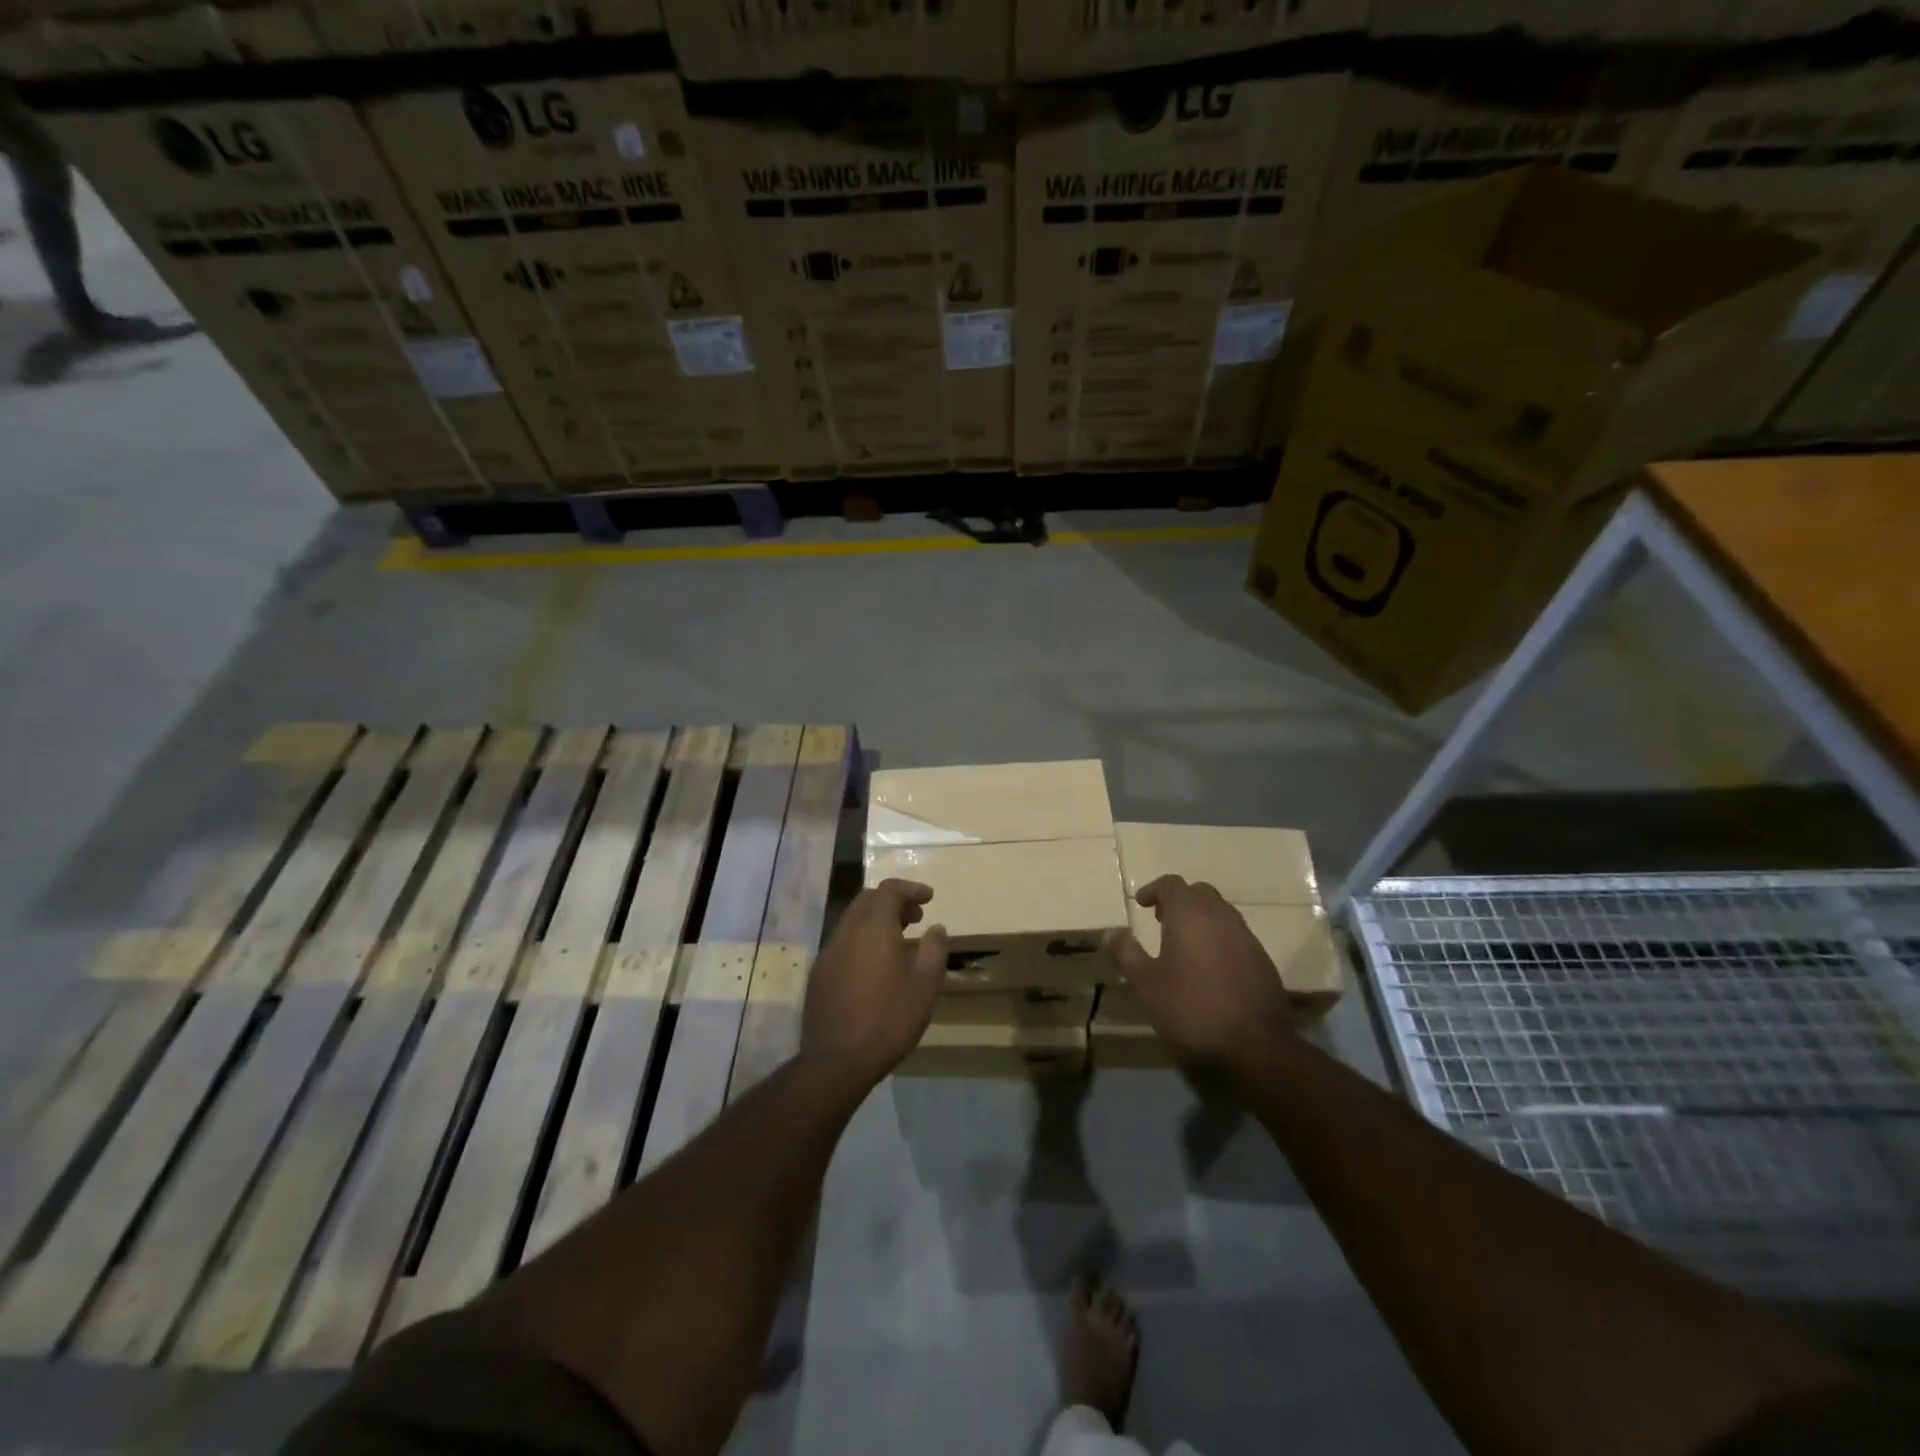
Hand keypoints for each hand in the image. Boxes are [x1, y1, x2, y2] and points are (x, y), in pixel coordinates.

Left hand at [801, 879, 947, 1092]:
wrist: (837, 1061)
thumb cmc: (888, 1019)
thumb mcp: (925, 986)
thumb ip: (934, 951)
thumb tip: (936, 929)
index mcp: (873, 926)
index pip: (889, 890)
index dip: (910, 889)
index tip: (929, 898)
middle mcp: (847, 931)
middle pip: (868, 900)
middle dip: (892, 902)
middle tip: (915, 917)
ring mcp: (829, 952)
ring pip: (853, 921)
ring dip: (876, 921)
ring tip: (899, 940)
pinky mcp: (819, 974)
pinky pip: (843, 943)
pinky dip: (862, 940)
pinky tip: (875, 966)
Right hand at [1105, 875, 1295, 1079]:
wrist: (1255, 1048)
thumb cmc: (1191, 1009)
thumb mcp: (1147, 984)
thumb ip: (1127, 953)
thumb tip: (1110, 932)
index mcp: (1191, 915)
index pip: (1172, 884)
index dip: (1154, 889)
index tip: (1142, 904)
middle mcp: (1221, 917)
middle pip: (1200, 893)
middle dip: (1180, 901)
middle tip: (1161, 920)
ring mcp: (1247, 938)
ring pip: (1221, 913)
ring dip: (1201, 919)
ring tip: (1184, 944)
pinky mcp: (1263, 961)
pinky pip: (1236, 936)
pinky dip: (1219, 939)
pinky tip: (1210, 968)